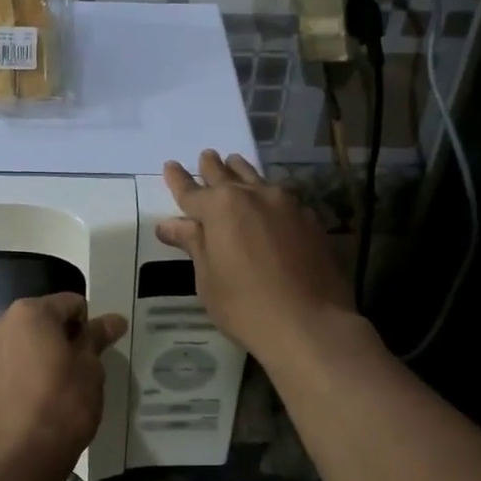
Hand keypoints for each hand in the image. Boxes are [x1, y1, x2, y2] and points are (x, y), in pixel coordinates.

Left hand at [0, 294, 127, 475]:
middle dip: (66, 337)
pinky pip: (16, 362)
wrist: (22, 456)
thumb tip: (114, 320)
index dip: (90, 325)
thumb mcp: (90, 367)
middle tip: (85, 367)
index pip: (71, 304)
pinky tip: (46, 395)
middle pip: (46, 320)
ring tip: (66, 384)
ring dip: (48, 353)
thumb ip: (97, 337)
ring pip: (29, 342)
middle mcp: (2, 323)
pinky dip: (32, 370)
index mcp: (29, 312)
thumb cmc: (63, 402)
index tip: (99, 351)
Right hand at [156, 151, 360, 367]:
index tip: (170, 165)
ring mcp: (286, 205)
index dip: (178, 180)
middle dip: (212, 167)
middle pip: (226, 176)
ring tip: (235, 162)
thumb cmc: (245, 305)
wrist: (309, 324)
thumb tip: (170, 224)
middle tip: (206, 156)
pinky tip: (271, 200)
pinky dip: (270, 195)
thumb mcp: (208, 278)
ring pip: (258, 179)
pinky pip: (283, 198)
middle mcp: (253, 196)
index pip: (191, 190)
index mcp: (220, 207)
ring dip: (242, 171)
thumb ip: (193, 244)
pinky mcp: (310, 220)